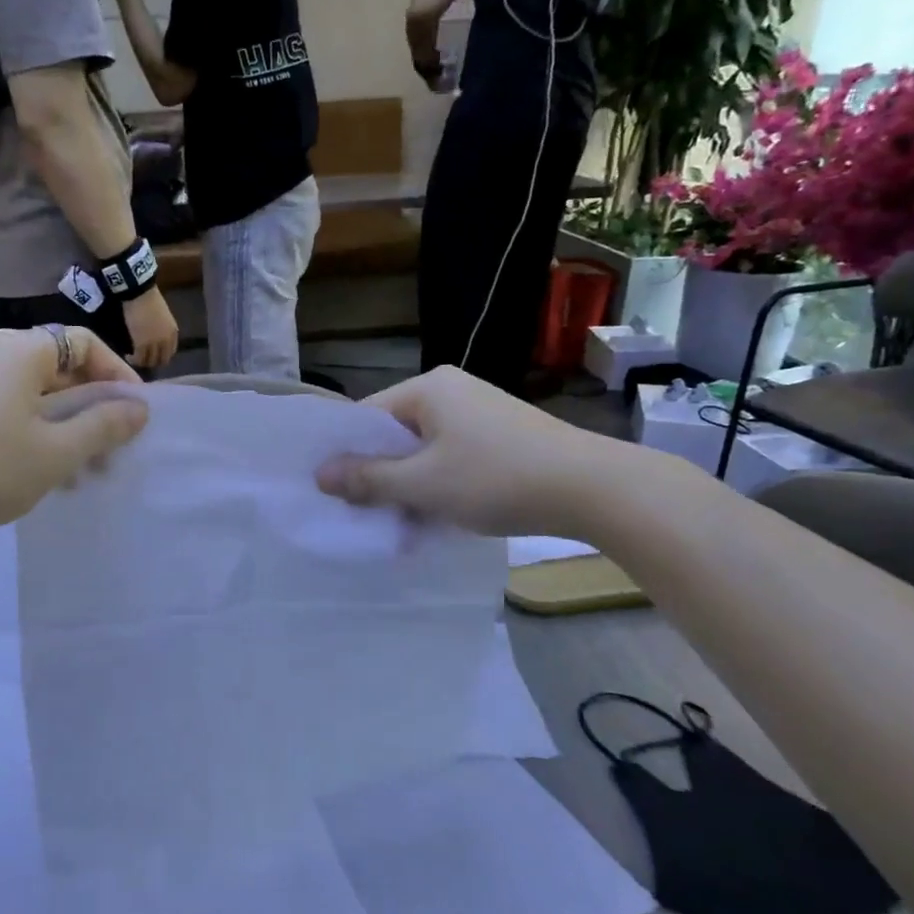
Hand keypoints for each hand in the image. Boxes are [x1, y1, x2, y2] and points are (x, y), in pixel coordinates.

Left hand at [0, 327, 146, 552]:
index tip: (136, 413)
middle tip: (114, 448)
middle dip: (93, 407)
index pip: (86, 343)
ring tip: (84, 470)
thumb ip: (103, 426)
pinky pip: (11, 407)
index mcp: (22, 351)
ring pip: (37, 393)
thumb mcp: (56, 453)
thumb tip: (139, 408)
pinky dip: (37, 431)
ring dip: (68, 425)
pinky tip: (45, 472)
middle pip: (61, 367)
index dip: (118, 374)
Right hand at [122, 286, 178, 368]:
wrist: (140, 293)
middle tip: (142, 360)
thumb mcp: (163, 317)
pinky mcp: (141, 345)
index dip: (161, 356)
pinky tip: (128, 356)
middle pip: (161, 360)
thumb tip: (156, 338)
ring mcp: (154, 344)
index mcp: (173, 333)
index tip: (152, 355)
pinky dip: (133, 360)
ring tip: (134, 359)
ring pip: (150, 362)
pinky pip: (138, 358)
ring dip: (142, 362)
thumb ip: (162, 330)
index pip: (170, 352)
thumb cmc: (150, 300)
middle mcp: (166, 341)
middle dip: (152, 362)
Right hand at [315, 366, 640, 537]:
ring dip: (411, 485)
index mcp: (428, 388)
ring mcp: (480, 411)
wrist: (595, 488)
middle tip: (368, 515)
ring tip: (403, 525)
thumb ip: (368, 479)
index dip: (348, 455)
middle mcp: (452, 390)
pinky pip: (453, 456)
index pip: (367, 417)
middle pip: (396, 434)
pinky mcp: (502, 434)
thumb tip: (319, 475)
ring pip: (425, 450)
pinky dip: (441, 483)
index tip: (336, 494)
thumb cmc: (496, 478)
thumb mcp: (422, 484)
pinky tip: (440, 516)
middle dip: (381, 475)